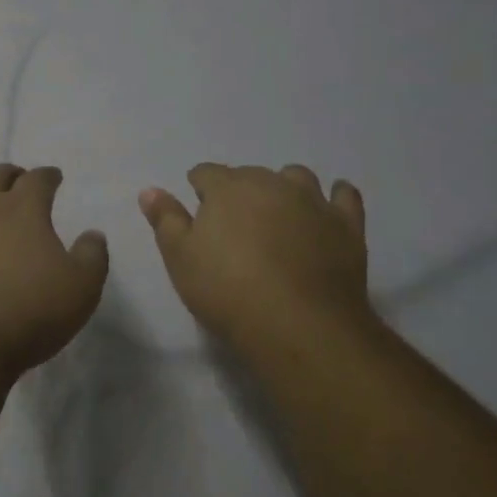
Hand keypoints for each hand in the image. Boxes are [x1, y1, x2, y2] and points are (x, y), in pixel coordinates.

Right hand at [139, 163, 369, 348]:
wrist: (298, 323)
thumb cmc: (228, 291)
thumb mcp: (181, 259)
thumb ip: (165, 220)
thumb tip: (150, 189)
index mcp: (227, 188)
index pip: (207, 173)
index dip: (200, 187)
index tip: (198, 205)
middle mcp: (270, 183)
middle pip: (251, 175)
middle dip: (240, 190)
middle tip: (236, 223)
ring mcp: (313, 200)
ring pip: (296, 178)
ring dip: (285, 187)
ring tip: (280, 212)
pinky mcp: (346, 224)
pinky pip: (345, 196)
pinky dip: (337, 196)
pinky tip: (332, 203)